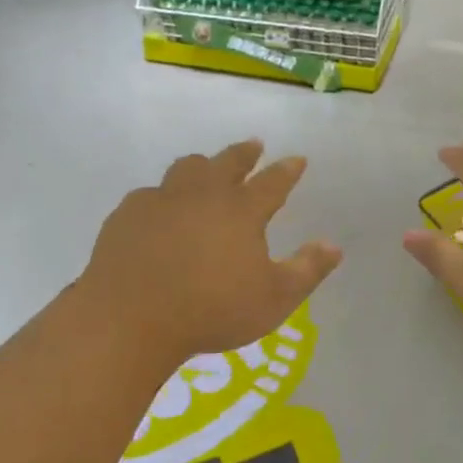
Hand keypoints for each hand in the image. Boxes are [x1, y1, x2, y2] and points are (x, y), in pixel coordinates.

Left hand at [79, 140, 341, 366]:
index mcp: (241, 211)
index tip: (297, 159)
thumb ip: (307, 270)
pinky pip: (150, 194)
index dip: (287, 170)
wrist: (131, 318)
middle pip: (228, 163)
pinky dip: (163, 196)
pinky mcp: (128, 215)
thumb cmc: (212, 310)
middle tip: (253, 145)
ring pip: (186, 169)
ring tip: (206, 167)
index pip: (272, 182)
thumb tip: (334, 245)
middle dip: (244, 153)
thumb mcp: (274, 299)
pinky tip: (159, 207)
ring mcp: (162, 201)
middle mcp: (203, 194)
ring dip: (202, 165)